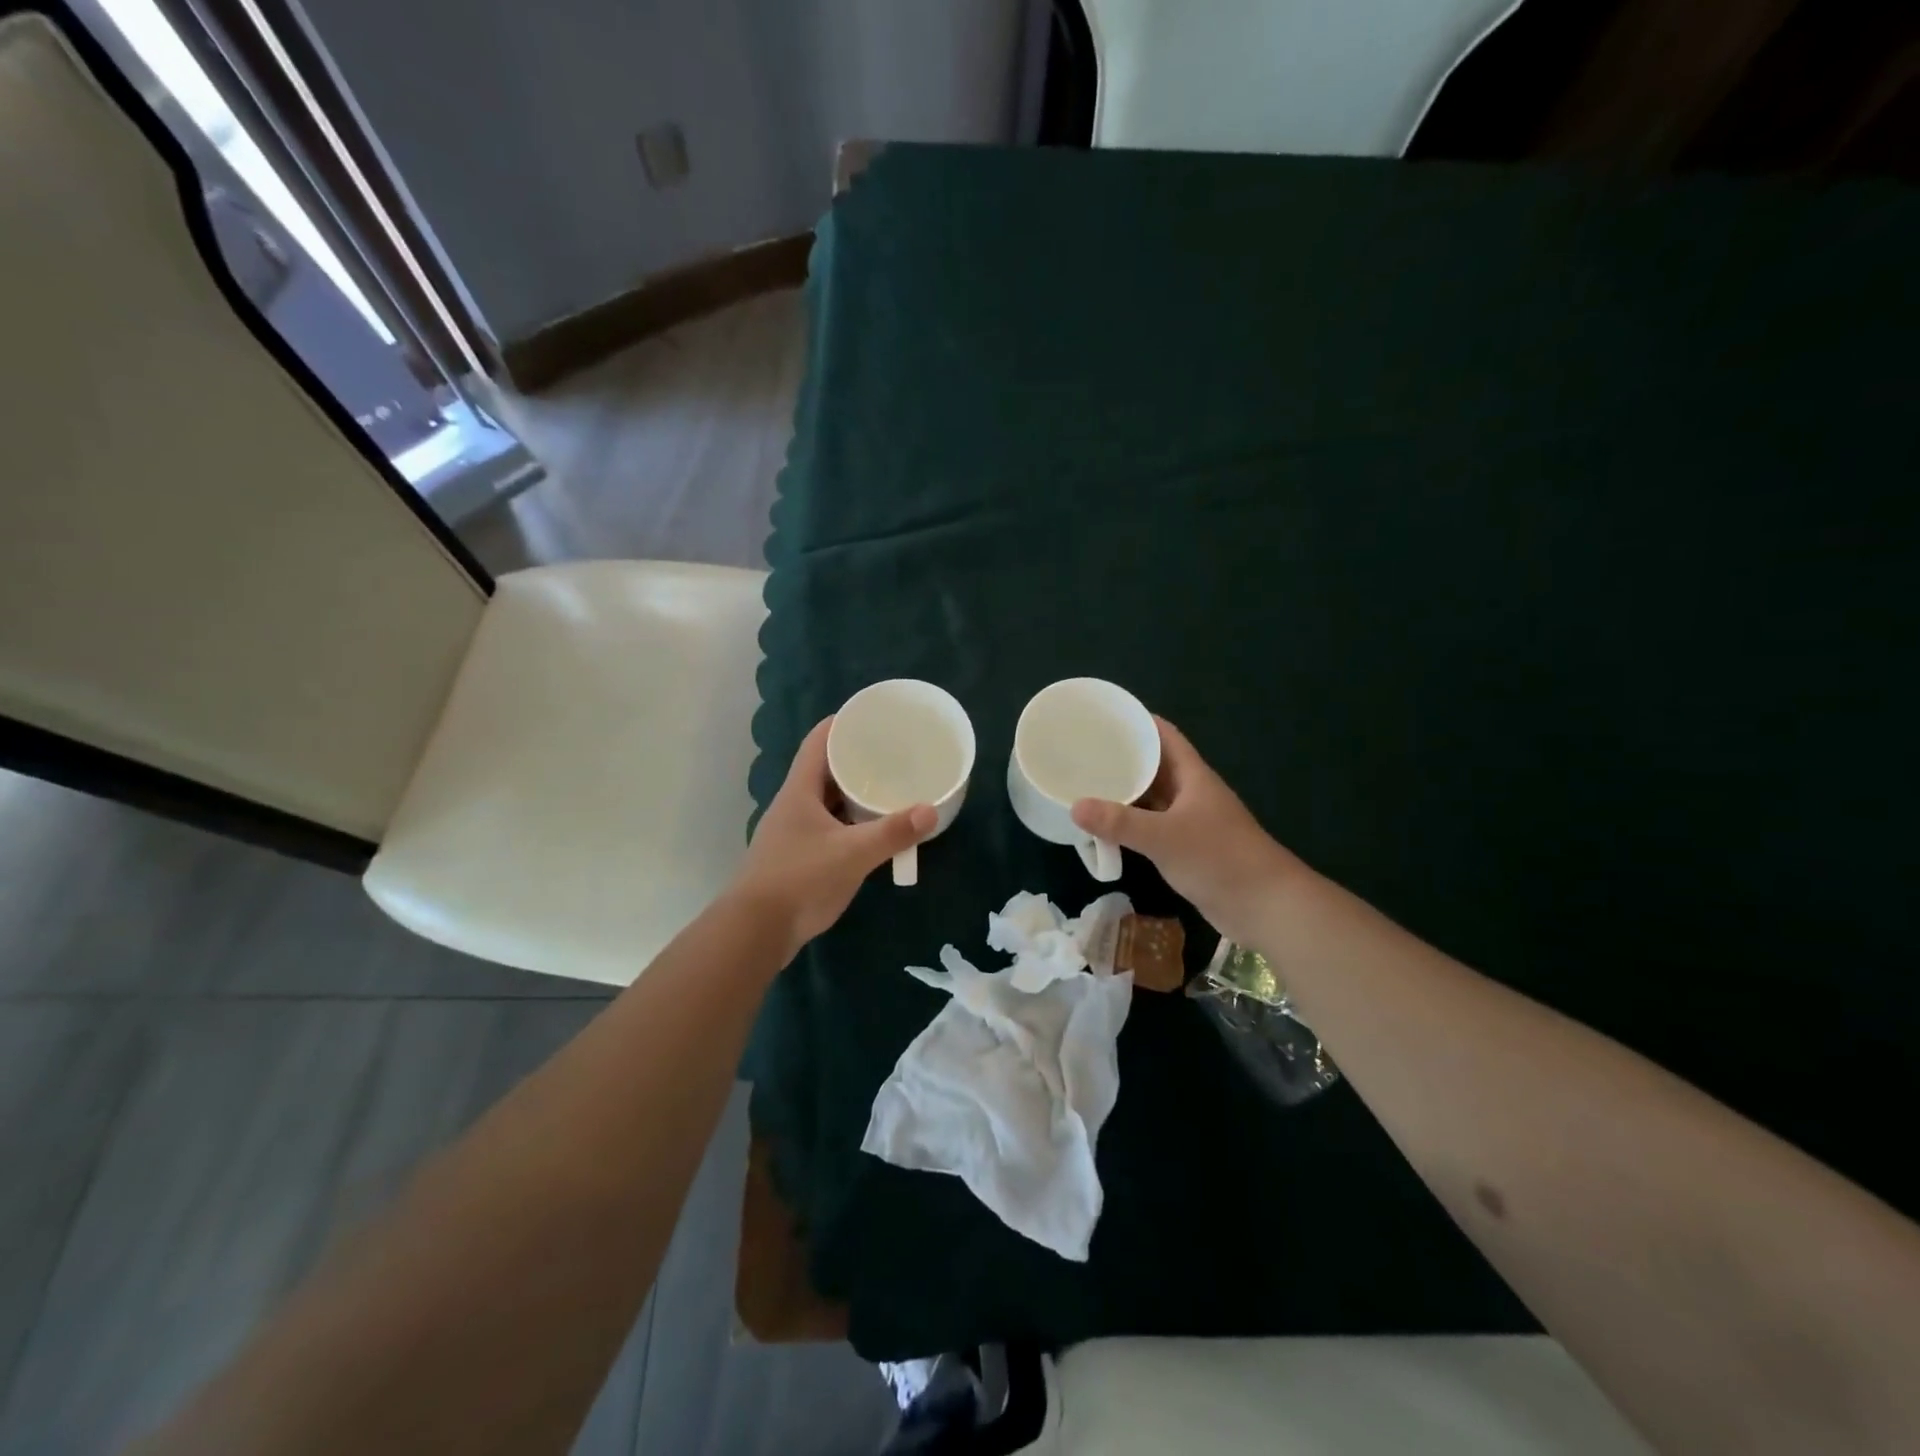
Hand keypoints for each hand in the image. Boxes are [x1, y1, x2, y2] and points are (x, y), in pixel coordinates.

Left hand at [731, 718, 935, 957]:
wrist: (757, 931)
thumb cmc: (800, 879)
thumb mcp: (852, 853)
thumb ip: (892, 832)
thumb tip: (930, 810)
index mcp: (799, 790)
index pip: (818, 741)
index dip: (843, 724)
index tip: (872, 716)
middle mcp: (794, 805)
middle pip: (826, 770)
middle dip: (857, 760)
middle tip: (893, 754)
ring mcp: (795, 832)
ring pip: (829, 801)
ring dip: (855, 794)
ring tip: (890, 787)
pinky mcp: (799, 857)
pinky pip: (830, 828)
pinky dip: (852, 822)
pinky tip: (873, 830)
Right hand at [1071, 717, 1301, 947]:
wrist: (1265, 906)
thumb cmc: (1219, 858)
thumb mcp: (1164, 837)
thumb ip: (1120, 823)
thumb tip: (1075, 806)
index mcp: (1193, 776)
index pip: (1164, 735)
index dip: (1137, 721)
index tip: (1103, 716)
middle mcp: (1191, 792)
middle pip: (1154, 765)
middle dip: (1122, 758)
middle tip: (1083, 752)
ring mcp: (1190, 821)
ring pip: (1152, 797)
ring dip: (1125, 792)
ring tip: (1086, 784)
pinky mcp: (1187, 848)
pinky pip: (1152, 826)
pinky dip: (1130, 823)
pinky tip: (1106, 827)